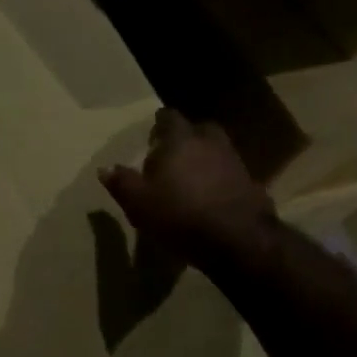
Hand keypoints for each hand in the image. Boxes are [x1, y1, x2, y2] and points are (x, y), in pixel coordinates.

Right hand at [99, 108, 276, 266]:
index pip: (170, 118)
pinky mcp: (251, 184)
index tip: (153, 134)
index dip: (160, 123)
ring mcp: (235, 162)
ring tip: (191, 178)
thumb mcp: (139, 203)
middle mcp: (211, 143)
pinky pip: (230, 174)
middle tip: (173, 154)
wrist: (237, 239)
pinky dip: (220, 180)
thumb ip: (122, 183)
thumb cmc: (180, 214)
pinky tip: (211, 197)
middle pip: (199, 129)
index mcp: (181, 140)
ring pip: (217, 151)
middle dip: (187, 138)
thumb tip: (105, 168)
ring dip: (205, 159)